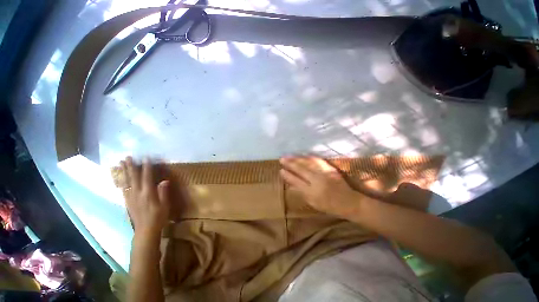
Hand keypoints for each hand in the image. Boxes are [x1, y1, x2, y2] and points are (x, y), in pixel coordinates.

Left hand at [121, 157, 170, 236]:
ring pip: (126, 181)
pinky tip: (121, 177)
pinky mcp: (127, 201)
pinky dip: (122, 181)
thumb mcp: (165, 205)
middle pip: (133, 177)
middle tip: (127, 157)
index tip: (145, 158)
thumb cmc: (159, 216)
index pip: (147, 177)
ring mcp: (130, 197)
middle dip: (131, 166)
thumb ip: (163, 192)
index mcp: (148, 193)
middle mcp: (137, 193)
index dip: (146, 167)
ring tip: (121, 163)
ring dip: (124, 171)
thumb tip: (164, 181)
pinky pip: (124, 189)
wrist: (146, 230)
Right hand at [280, 157, 360, 217]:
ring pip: (307, 163)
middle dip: (290, 163)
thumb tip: (291, 184)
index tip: (281, 170)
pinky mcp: (330, 169)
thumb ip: (302, 192)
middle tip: (281, 159)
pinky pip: (317, 161)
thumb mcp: (313, 203)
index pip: (296, 181)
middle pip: (300, 170)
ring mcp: (324, 174)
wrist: (350, 202)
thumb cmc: (330, 206)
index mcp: (312, 193)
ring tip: (289, 155)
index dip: (288, 175)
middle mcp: (317, 182)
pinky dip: (308, 157)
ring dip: (297, 158)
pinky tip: (303, 155)